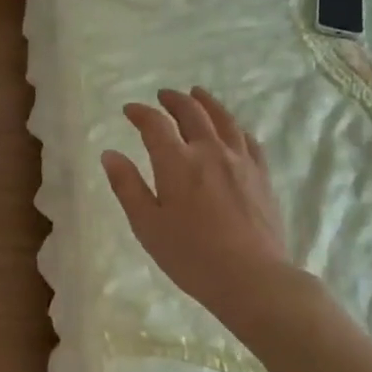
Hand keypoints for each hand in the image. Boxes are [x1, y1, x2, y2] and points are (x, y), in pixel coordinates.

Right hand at [102, 88, 293, 325]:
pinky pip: (248, 139)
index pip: (155, 125)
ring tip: (197, 94)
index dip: (140, 113)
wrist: (251, 277)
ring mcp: (240, 161)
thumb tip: (110, 154)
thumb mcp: (147, 225)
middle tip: (163, 96)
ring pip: (223, 119)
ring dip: (207, 103)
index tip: (129, 110)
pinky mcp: (261, 175)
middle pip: (192, 112)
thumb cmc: (190, 256)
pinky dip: (234, 127)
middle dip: (173, 100)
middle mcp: (210, 151)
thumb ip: (128, 187)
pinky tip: (232, 130)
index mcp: (177, 163)